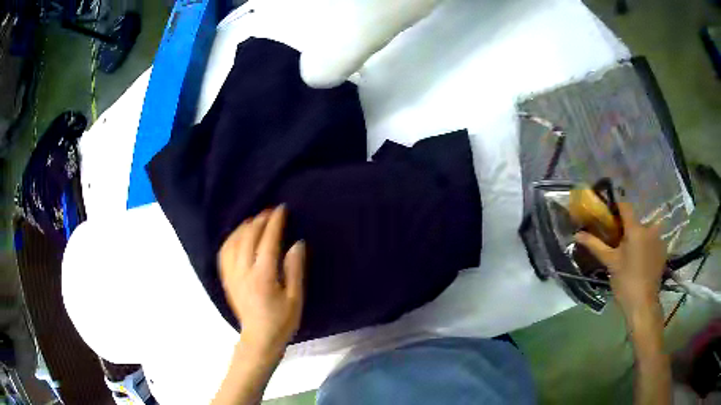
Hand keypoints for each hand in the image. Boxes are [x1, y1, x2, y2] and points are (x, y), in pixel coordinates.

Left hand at [218, 206, 305, 358]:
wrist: (259, 338)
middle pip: (248, 238)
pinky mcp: (226, 279)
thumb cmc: (281, 321)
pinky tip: (238, 236)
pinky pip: (224, 253)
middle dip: (260, 220)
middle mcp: (244, 272)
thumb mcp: (295, 298)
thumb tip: (297, 244)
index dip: (274, 223)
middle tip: (270, 212)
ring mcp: (232, 275)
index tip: (281, 209)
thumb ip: (295, 270)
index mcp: (263, 277)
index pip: (267, 241)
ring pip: (233, 242)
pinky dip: (231, 239)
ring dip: (244, 227)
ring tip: (255, 220)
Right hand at [575, 202, 666, 314]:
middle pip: (635, 221)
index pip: (625, 206)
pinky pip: (652, 241)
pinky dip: (645, 246)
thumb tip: (577, 234)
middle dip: (626, 229)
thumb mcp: (610, 263)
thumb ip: (596, 245)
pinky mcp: (663, 250)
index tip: (608, 215)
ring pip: (644, 232)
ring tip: (629, 254)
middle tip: (617, 243)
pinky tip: (640, 261)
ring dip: (637, 238)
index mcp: (636, 229)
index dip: (615, 207)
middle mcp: (650, 228)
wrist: (643, 304)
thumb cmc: (625, 282)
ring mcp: (659, 239)